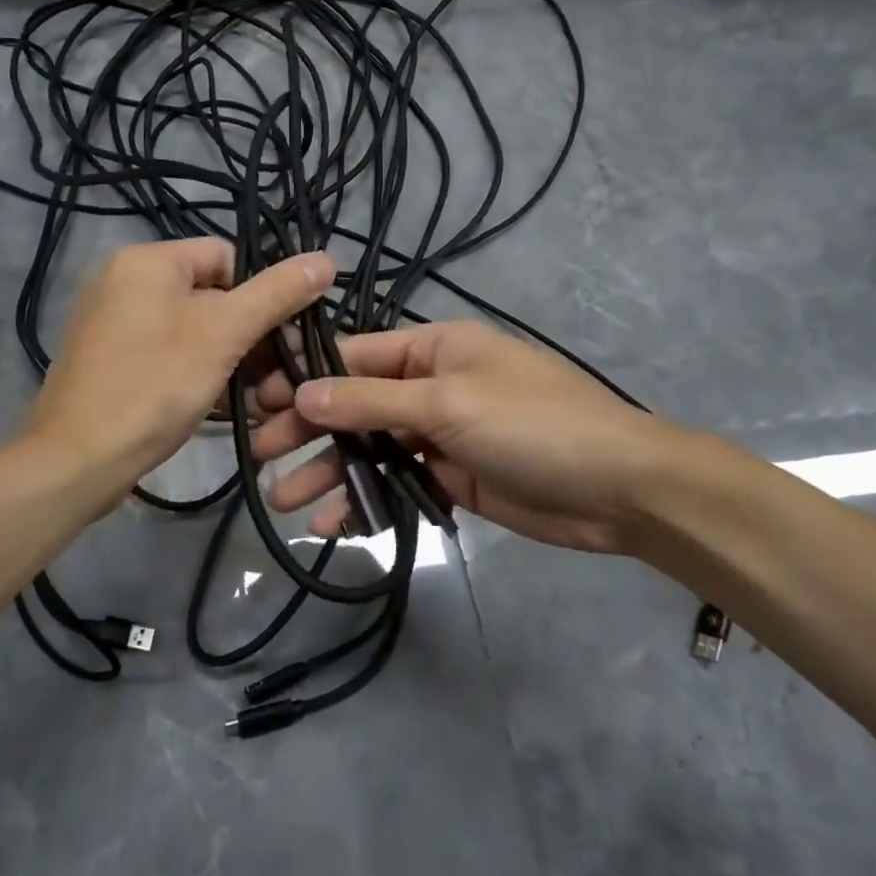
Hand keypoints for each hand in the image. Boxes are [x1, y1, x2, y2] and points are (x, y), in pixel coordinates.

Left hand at [27, 239, 334, 505]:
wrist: (76, 460)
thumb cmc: (155, 385)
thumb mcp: (224, 333)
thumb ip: (277, 294)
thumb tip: (326, 259)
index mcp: (147, 261)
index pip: (227, 257)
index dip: (263, 293)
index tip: (287, 336)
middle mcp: (125, 282)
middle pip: (212, 296)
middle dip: (252, 337)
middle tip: (283, 376)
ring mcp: (115, 325)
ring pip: (194, 332)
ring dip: (233, 362)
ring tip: (263, 400)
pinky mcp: (112, 362)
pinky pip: (170, 356)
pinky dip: (201, 375)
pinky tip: (228, 407)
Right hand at [250, 320, 689, 552]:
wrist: (618, 489)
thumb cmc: (532, 425)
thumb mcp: (447, 403)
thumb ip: (371, 401)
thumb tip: (302, 393)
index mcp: (434, 349)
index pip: (355, 356)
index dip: (306, 376)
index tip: (257, 400)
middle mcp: (432, 386)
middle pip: (355, 404)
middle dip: (309, 429)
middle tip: (260, 453)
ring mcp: (441, 435)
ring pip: (371, 449)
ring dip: (330, 473)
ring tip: (283, 501)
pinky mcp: (451, 479)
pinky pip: (396, 484)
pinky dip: (366, 502)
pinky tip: (333, 526)